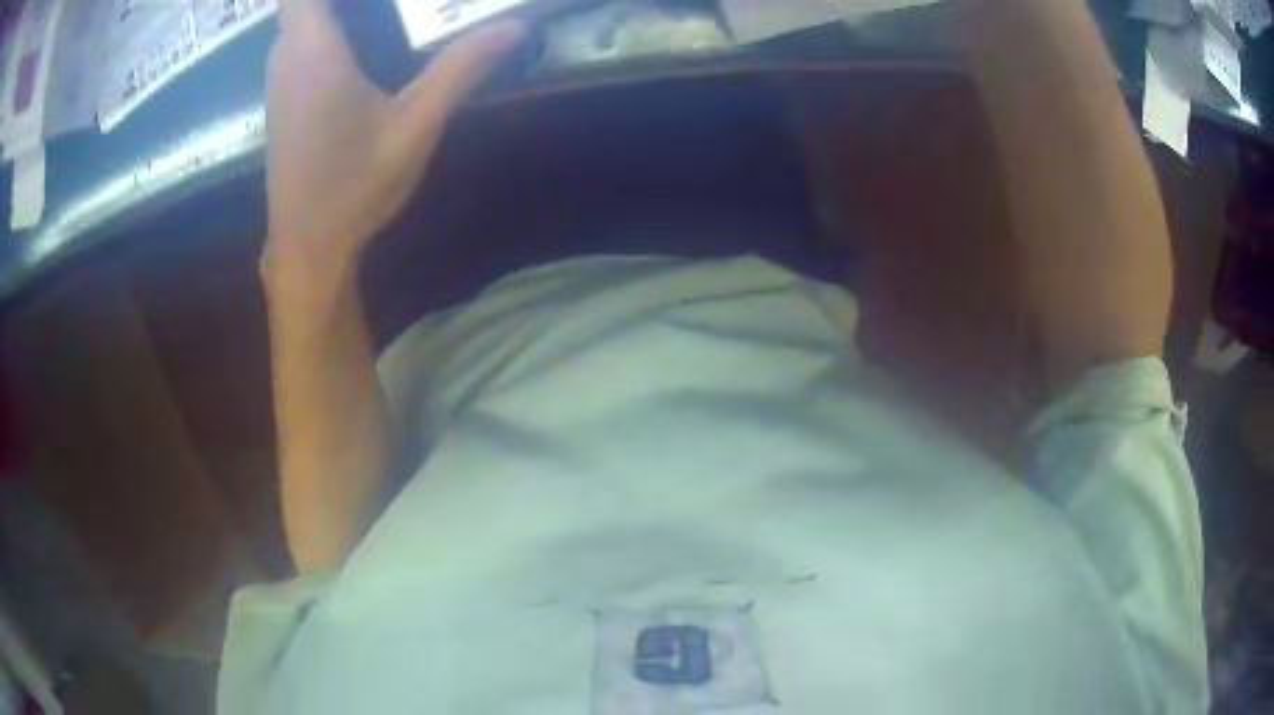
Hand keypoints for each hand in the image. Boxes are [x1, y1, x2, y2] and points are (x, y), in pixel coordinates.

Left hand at [264, 0, 523, 267]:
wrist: (309, 245)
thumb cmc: (355, 184)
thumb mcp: (416, 124)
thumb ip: (460, 67)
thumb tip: (514, 26)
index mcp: (314, 52)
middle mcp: (287, 59)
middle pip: (301, 2)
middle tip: (395, 4)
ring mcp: (279, 84)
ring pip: (297, 23)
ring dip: (330, 11)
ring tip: (379, 14)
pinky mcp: (282, 104)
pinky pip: (295, 47)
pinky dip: (320, 33)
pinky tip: (358, 46)